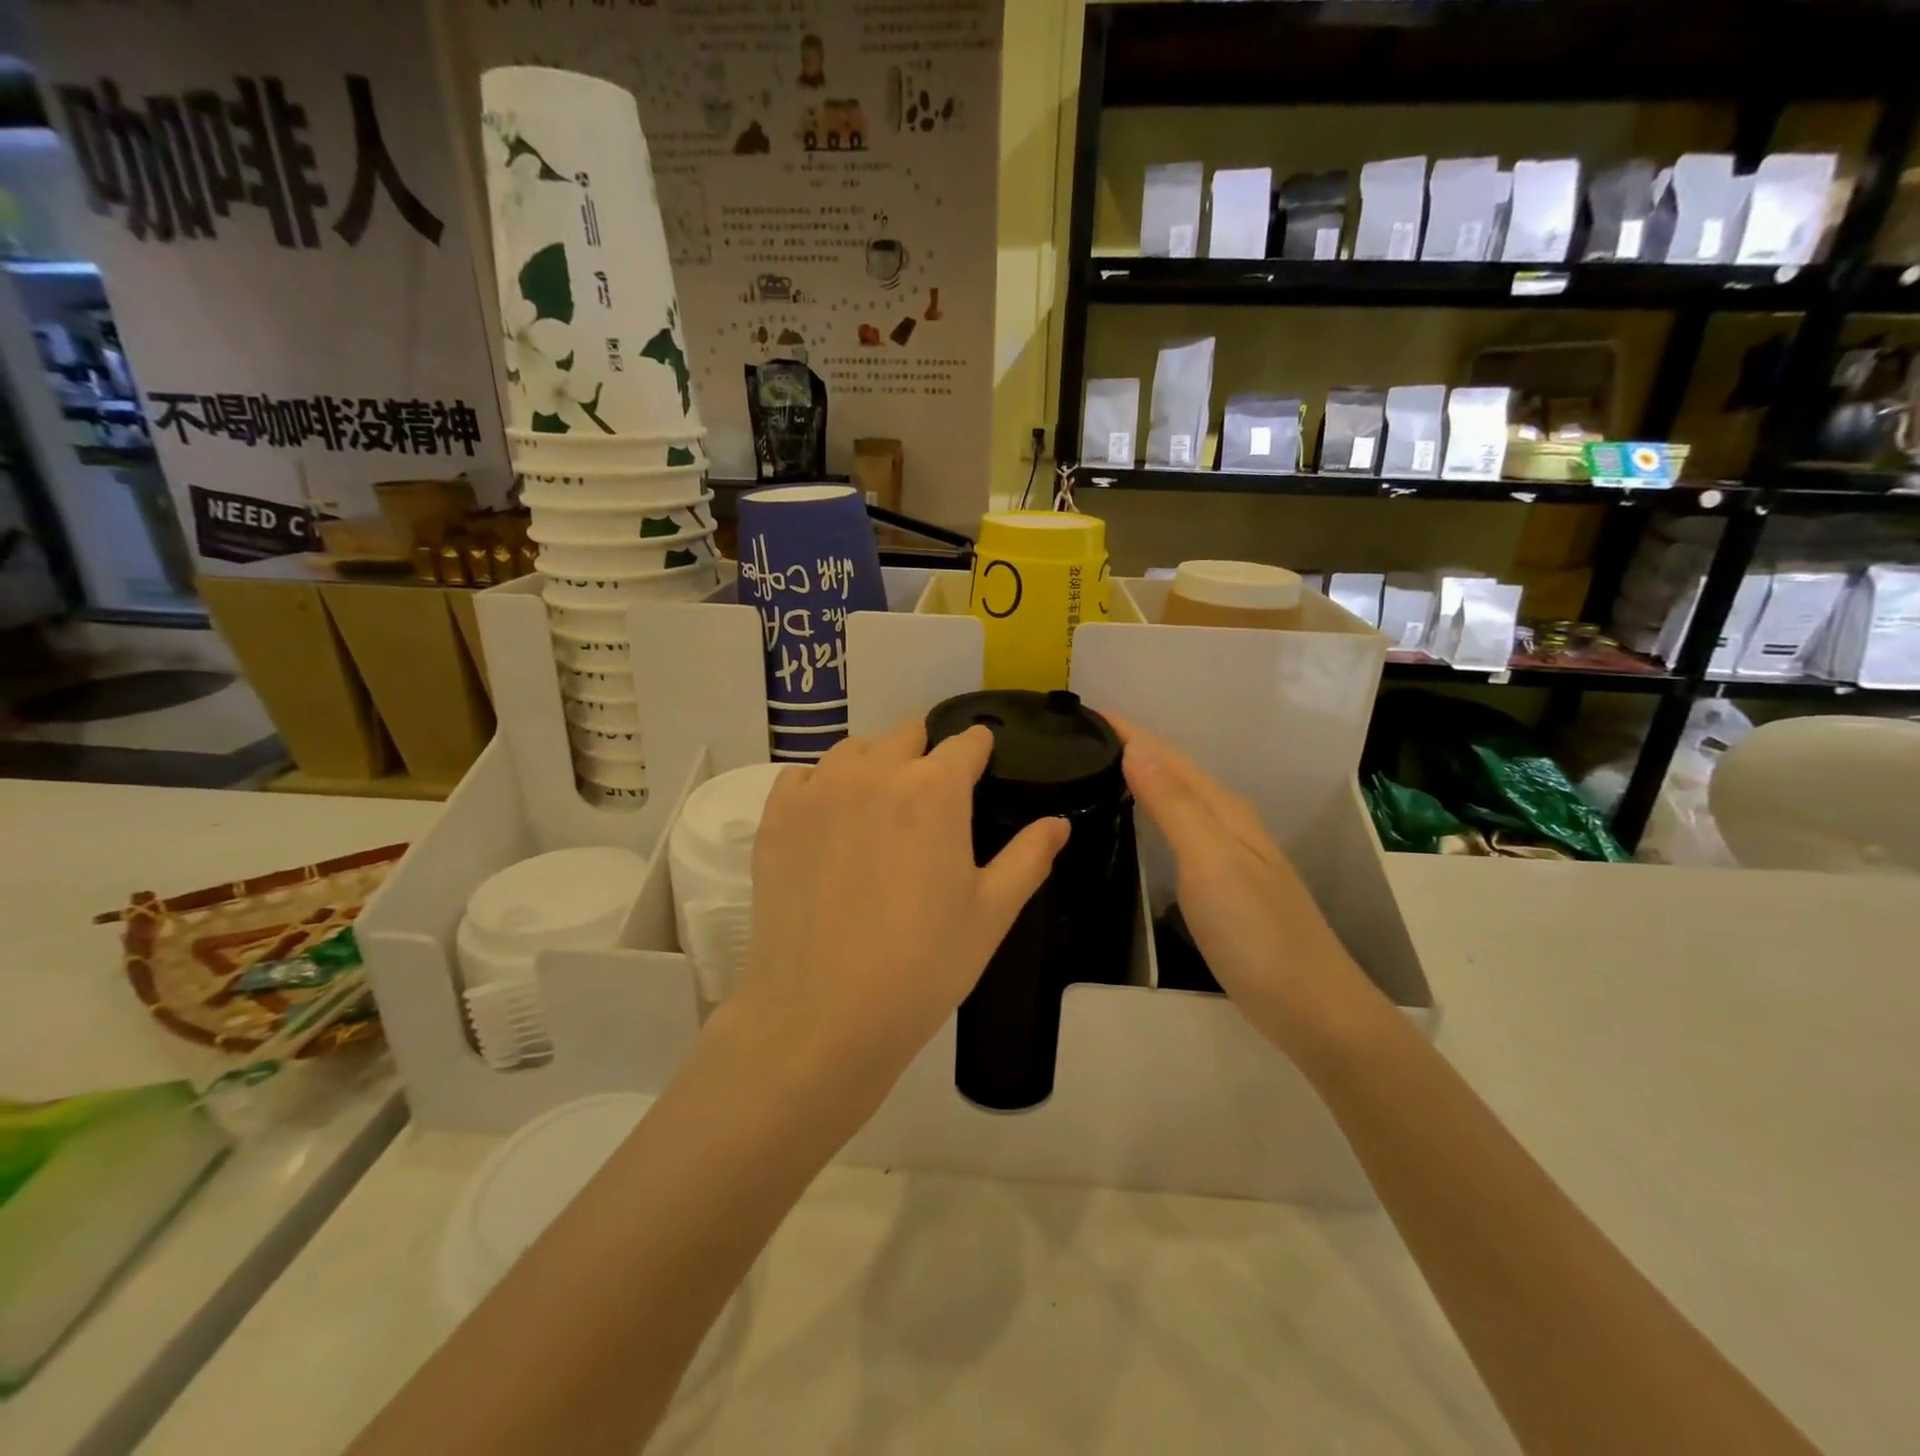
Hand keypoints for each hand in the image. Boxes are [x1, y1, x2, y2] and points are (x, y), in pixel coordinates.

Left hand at [731, 718, 1069, 1110]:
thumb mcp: (991, 914)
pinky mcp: (776, 815)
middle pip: (908, 734)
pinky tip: (830, 827)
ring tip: (878, 814)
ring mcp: (818, 790)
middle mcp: (874, 771)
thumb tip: (1058, 822)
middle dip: (926, 757)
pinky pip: (804, 777)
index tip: (981, 772)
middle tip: (930, 806)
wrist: (821, 1017)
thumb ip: (1029, 856)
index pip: (967, 742)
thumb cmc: (922, 966)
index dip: (979, 754)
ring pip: (855, 750)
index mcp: (935, 789)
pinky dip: (823, 788)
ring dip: (875, 767)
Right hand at [1115, 720, 1381, 1062]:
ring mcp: (1229, 857)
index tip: (1083, 713)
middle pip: (1174, 772)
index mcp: (1223, 810)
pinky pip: (1179, 832)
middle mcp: (1228, 824)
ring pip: (1178, 801)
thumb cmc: (1257, 934)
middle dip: (1131, 748)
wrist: (1312, 1009)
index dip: (1127, 731)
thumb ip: (1175, 805)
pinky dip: (1153, 816)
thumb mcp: (1211, 863)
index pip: (1168, 756)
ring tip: (1098, 771)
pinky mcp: (1223, 887)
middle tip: (1079, 741)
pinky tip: (1137, 827)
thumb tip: (1135, 747)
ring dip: (1142, 779)